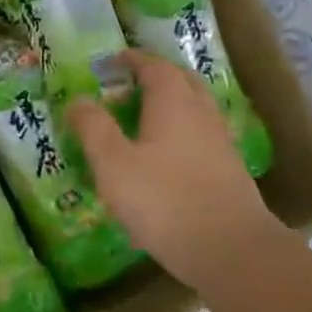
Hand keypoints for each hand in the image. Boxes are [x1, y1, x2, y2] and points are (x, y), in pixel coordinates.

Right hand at [66, 50, 282, 288]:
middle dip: (156, 76)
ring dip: (170, 103)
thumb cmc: (165, 201)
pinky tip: (166, 154)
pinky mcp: (229, 171)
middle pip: (181, 81)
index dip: (132, 60)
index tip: (113, 61)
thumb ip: (93, 128)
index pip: (154, 66)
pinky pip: (201, 135)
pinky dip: (181, 130)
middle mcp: (201, 113)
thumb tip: (78, 100)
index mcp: (173, 102)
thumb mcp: (114, 164)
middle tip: (129, 83)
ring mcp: (220, 142)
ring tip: (143, 116)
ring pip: (194, 108)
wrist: (232, 251)